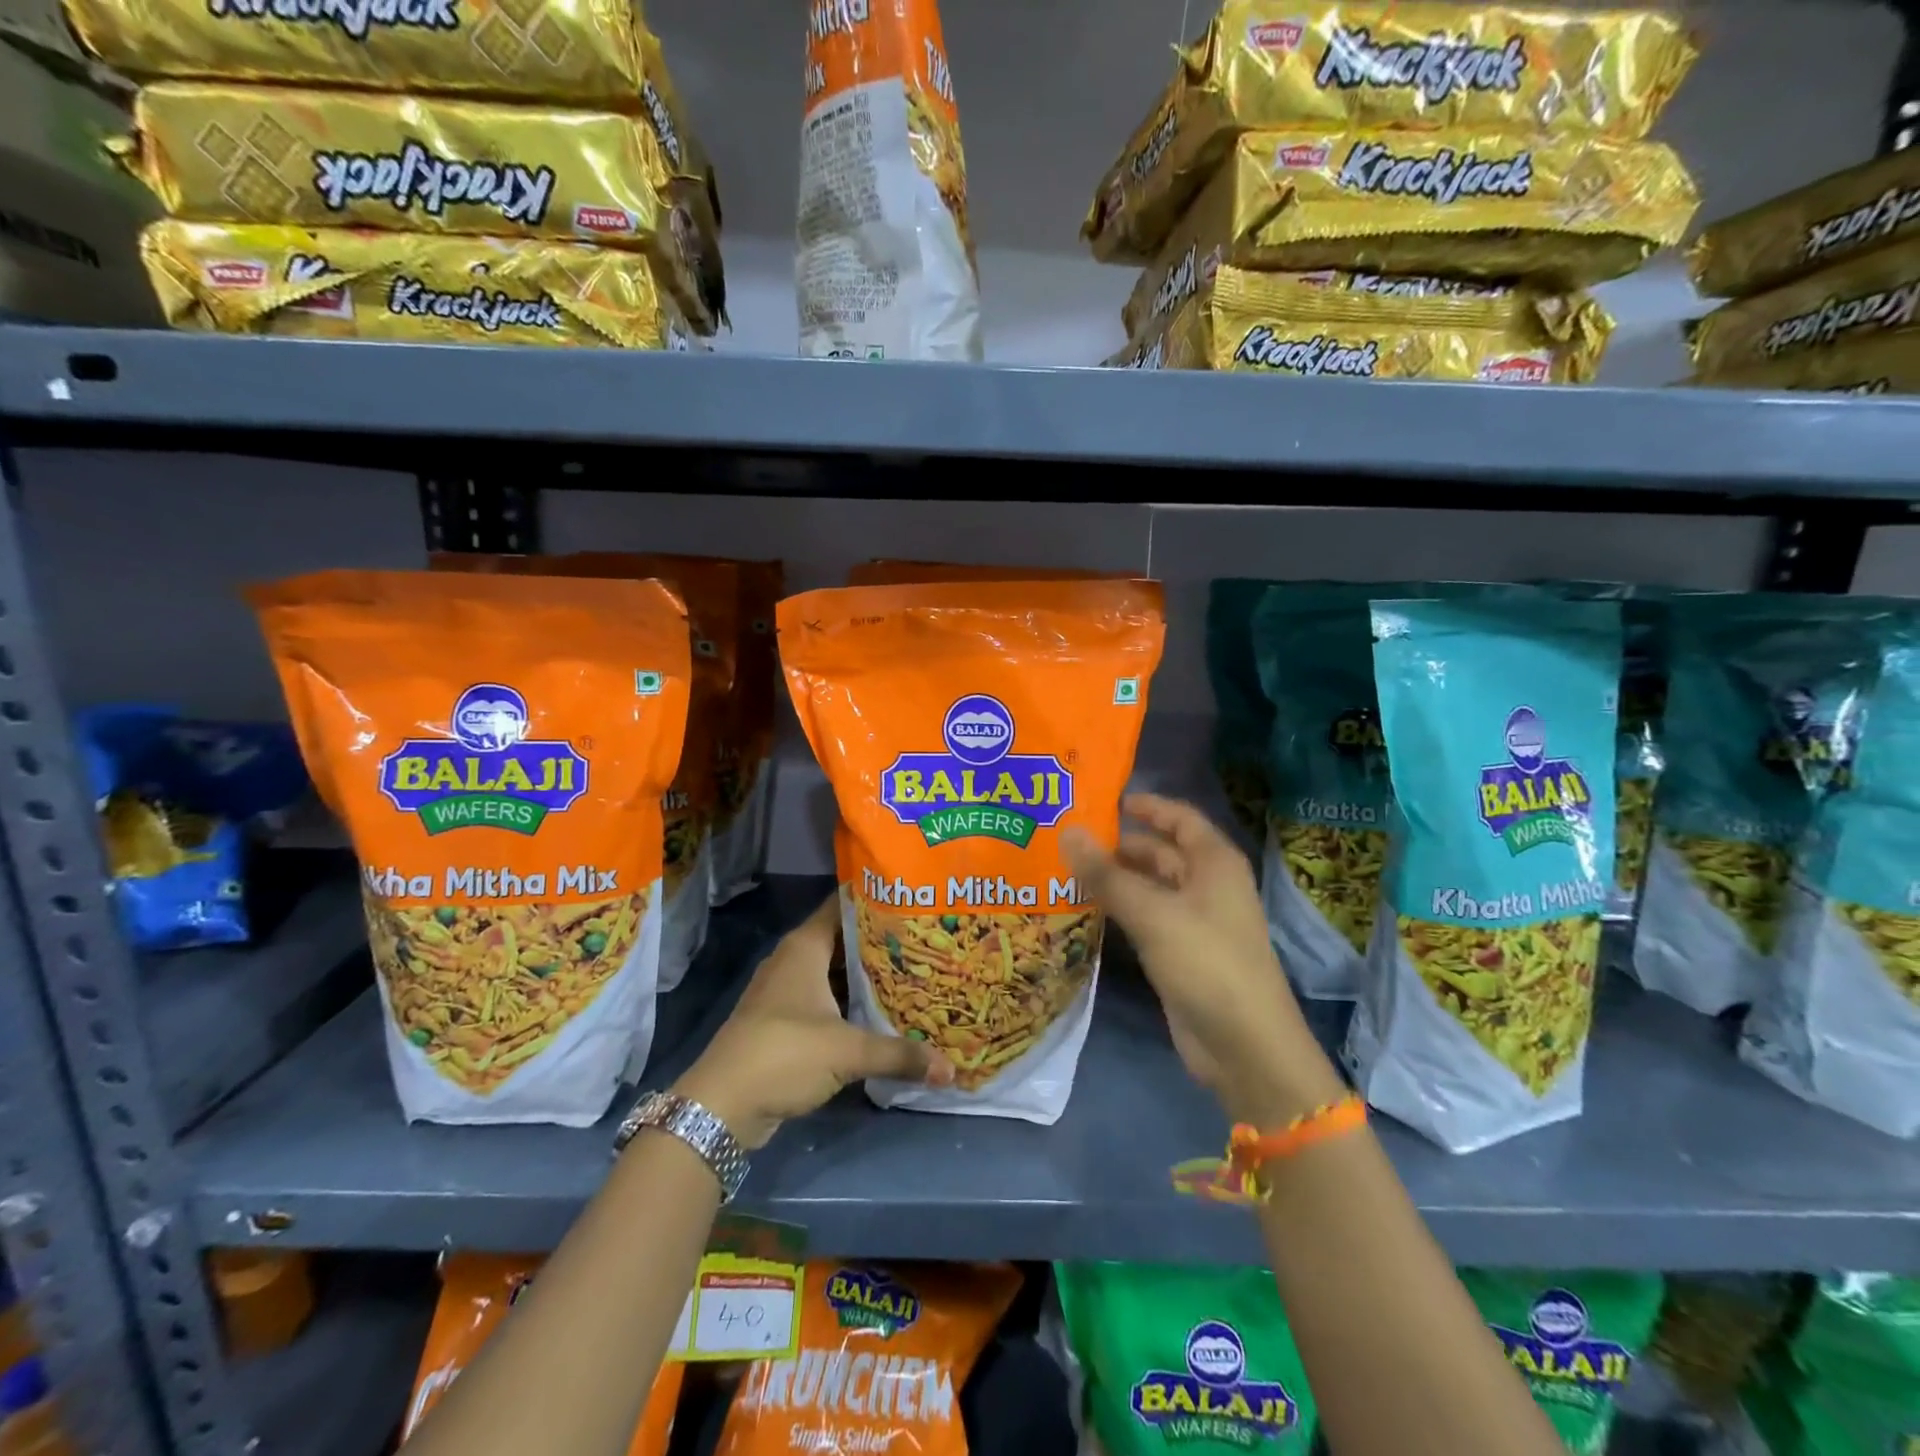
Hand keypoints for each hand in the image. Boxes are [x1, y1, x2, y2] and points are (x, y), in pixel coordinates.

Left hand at [669, 896, 953, 1148]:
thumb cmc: (784, 1054)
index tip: (913, 899)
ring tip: (912, 972)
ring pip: (834, 971)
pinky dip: (850, 1001)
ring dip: (865, 975)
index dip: (876, 899)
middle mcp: (794, 960)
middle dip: (880, 941)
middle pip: (843, 939)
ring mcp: (785, 990)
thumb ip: (900, 1055)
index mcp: (805, 946)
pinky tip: (880, 1011)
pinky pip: (825, 998)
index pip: (843, 905)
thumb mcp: (848, 1052)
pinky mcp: (783, 1020)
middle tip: (924, 940)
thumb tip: (951, 1068)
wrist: (721, 1106)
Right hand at [1063, 794, 1343, 1124]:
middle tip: (1067, 836)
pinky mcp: (1178, 953)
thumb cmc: (1206, 962)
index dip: (1147, 806)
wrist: (1244, 1046)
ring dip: (1114, 878)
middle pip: (1160, 852)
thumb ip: (1107, 874)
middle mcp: (1206, 885)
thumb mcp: (1153, 913)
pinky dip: (1118, 909)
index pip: (1179, 818)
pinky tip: (1083, 907)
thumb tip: (1067, 831)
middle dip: (1119, 844)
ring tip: (1063, 867)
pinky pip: (1144, 918)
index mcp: (1214, 863)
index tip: (1105, 799)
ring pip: (1148, 887)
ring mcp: (1193, 921)